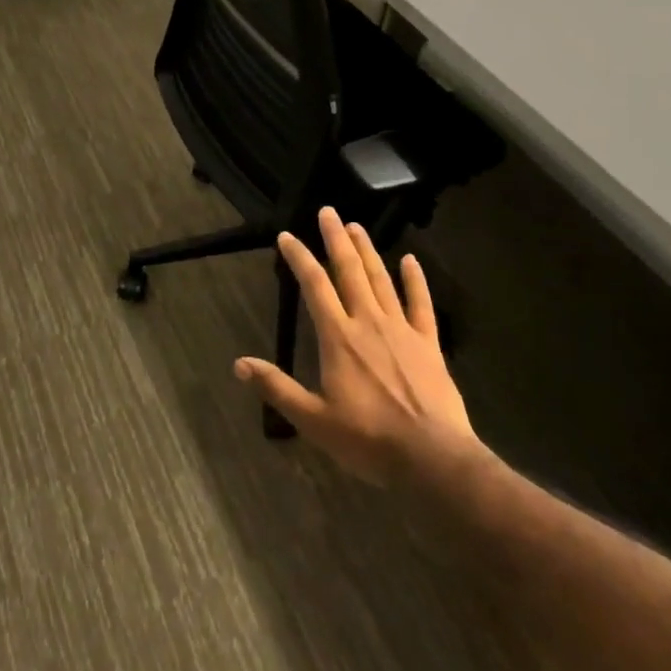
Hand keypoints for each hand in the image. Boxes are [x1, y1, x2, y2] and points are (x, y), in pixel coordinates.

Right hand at [234, 207, 489, 485]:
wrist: (432, 458)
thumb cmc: (368, 440)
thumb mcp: (314, 420)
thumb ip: (277, 388)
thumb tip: (239, 364)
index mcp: (339, 338)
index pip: (314, 286)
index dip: (299, 258)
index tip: (287, 236)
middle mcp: (368, 322)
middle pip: (349, 271)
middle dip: (336, 239)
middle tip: (328, 212)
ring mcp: (401, 329)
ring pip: (381, 279)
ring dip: (367, 251)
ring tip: (356, 226)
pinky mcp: (429, 343)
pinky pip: (421, 304)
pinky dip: (415, 280)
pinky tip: (410, 260)